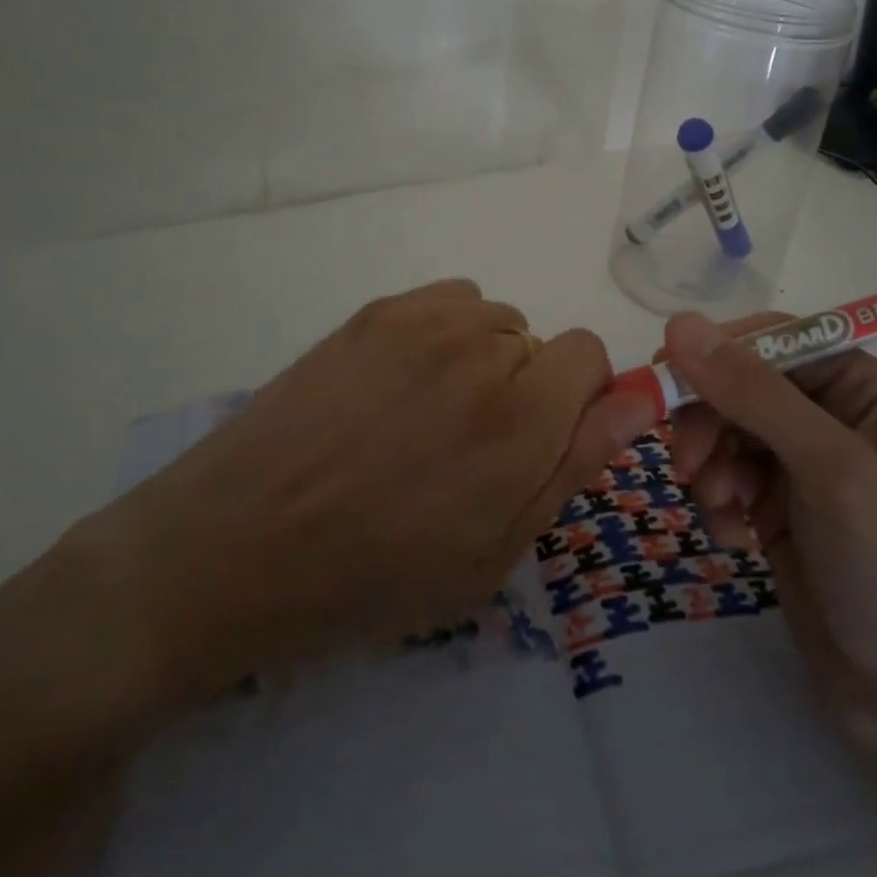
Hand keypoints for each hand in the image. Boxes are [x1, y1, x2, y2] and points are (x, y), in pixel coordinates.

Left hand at [77, 280, 656, 711]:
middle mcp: (483, 350)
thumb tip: (638, 399)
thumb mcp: (493, 554)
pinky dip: (444, 333)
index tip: (538, 440)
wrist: (238, 543)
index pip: (590, 354)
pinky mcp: (377, 311)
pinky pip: (447, 301)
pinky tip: (400, 382)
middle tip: (467, 445)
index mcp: (522, 417)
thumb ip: (574, 465)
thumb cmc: (372, 576)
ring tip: (426, 414)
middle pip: (540, 340)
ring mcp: (423, 321)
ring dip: (482, 359)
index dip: (575, 399)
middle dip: (525, 387)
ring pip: (493, 320)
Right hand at [660, 312, 876, 749]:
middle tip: (689, 464)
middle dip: (711, 420)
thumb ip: (755, 394)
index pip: (778, 339)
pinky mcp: (780, 508)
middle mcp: (836, 416)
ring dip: (711, 464)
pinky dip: (719, 500)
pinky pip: (727, 477)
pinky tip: (733, 538)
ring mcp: (806, 465)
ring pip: (727, 431)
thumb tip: (681, 324)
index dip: (721, 352)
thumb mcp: (832, 470)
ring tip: (720, 509)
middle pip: (744, 385)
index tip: (665, 373)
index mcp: (868, 389)